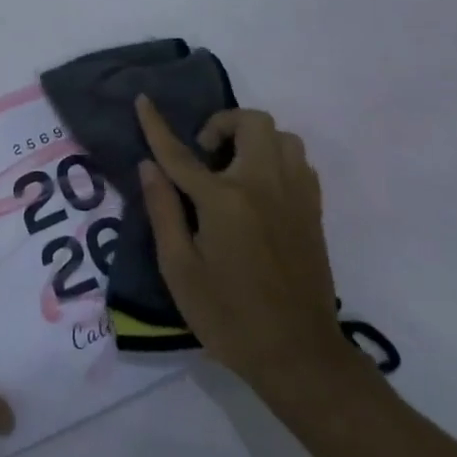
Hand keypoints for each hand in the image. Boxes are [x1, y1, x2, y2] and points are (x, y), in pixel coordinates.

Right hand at [135, 95, 359, 406]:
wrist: (299, 356)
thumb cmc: (229, 317)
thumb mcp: (180, 269)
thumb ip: (163, 210)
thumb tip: (148, 166)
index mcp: (224, 201)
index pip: (181, 153)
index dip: (157, 125)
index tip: (143, 100)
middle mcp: (264, 186)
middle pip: (251, 123)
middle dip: (222, 124)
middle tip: (205, 156)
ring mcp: (295, 196)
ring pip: (282, 136)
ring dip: (254, 140)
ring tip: (234, 169)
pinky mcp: (313, 211)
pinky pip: (299, 162)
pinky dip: (277, 160)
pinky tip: (260, 189)